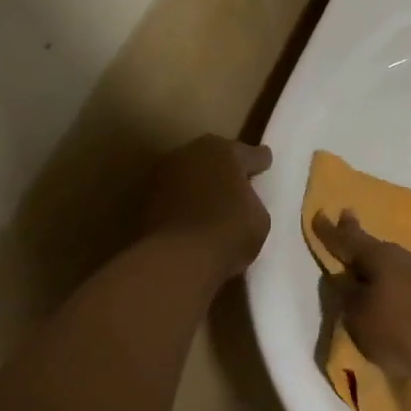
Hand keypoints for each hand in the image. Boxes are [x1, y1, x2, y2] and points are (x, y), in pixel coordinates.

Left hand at [144, 136, 272, 281]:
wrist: (178, 259)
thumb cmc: (229, 232)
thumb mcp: (259, 218)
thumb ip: (251, 200)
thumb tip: (240, 200)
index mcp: (225, 151)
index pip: (250, 154)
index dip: (260, 162)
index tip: (264, 165)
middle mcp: (191, 152)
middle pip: (215, 157)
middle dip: (226, 169)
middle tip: (237, 185)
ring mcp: (164, 173)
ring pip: (191, 174)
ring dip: (200, 184)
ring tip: (212, 203)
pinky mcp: (145, 197)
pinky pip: (175, 195)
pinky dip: (183, 202)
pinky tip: (192, 217)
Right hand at [312, 211, 410, 399]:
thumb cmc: (400, 330)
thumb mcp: (359, 315)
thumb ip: (346, 293)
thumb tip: (342, 275)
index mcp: (380, 256)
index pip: (348, 239)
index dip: (331, 230)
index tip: (320, 214)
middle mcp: (404, 257)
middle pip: (374, 248)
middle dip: (357, 244)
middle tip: (344, 232)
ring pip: (392, 266)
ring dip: (376, 268)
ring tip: (363, 273)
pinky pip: (405, 284)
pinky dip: (392, 286)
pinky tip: (389, 298)